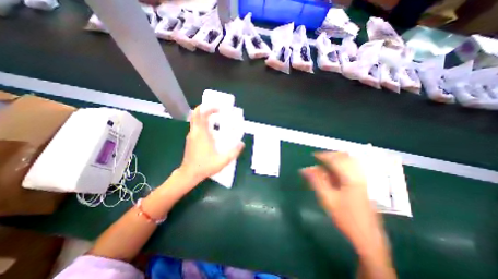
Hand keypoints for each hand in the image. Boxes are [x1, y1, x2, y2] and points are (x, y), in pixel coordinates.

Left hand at [179, 106, 244, 183]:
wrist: (189, 174)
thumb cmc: (205, 166)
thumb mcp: (223, 160)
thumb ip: (234, 152)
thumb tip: (242, 144)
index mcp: (202, 134)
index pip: (202, 115)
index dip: (209, 108)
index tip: (219, 108)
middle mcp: (195, 132)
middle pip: (195, 114)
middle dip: (204, 108)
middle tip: (216, 109)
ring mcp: (191, 135)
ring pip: (195, 120)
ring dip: (204, 115)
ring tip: (215, 117)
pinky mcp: (190, 139)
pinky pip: (195, 126)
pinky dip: (202, 123)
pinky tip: (211, 130)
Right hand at [300, 152, 383, 253]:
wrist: (367, 238)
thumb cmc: (345, 218)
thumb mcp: (327, 199)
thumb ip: (316, 181)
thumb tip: (305, 169)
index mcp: (350, 178)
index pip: (335, 159)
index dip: (323, 155)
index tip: (312, 155)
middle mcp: (358, 175)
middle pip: (345, 157)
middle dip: (330, 155)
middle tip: (318, 159)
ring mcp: (362, 180)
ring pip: (349, 162)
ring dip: (336, 160)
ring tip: (324, 163)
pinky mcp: (363, 185)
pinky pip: (351, 169)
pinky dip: (340, 167)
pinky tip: (333, 173)